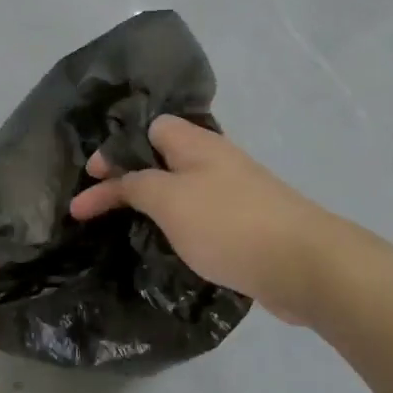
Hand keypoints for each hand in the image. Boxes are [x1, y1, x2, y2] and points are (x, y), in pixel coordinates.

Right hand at [70, 116, 357, 327]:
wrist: (302, 264)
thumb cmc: (227, 223)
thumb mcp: (168, 199)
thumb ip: (137, 184)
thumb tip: (123, 180)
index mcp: (195, 144)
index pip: (148, 129)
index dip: (116, 149)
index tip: (90, 176)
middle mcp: (214, 161)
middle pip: (162, 159)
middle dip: (128, 178)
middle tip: (97, 204)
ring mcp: (233, 193)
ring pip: (180, 189)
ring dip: (151, 204)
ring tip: (123, 225)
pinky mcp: (244, 224)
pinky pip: (199, 216)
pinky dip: (176, 225)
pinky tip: (166, 244)